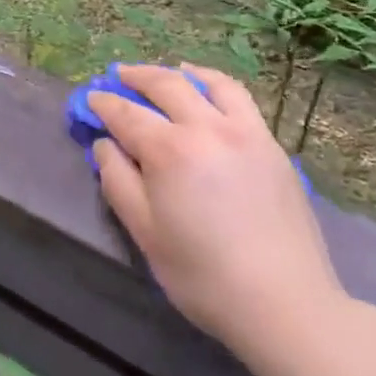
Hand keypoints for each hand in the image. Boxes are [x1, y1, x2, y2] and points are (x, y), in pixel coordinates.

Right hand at [89, 63, 346, 354]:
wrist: (285, 302)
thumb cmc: (204, 275)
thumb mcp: (146, 234)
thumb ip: (118, 181)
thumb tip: (104, 144)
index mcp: (170, 151)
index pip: (126, 114)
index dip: (104, 104)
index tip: (90, 99)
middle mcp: (206, 127)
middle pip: (165, 85)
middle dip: (136, 76)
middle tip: (118, 75)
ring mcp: (244, 131)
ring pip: (208, 82)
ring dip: (179, 73)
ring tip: (166, 73)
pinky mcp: (270, 144)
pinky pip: (239, 98)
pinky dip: (216, 84)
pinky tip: (209, 91)